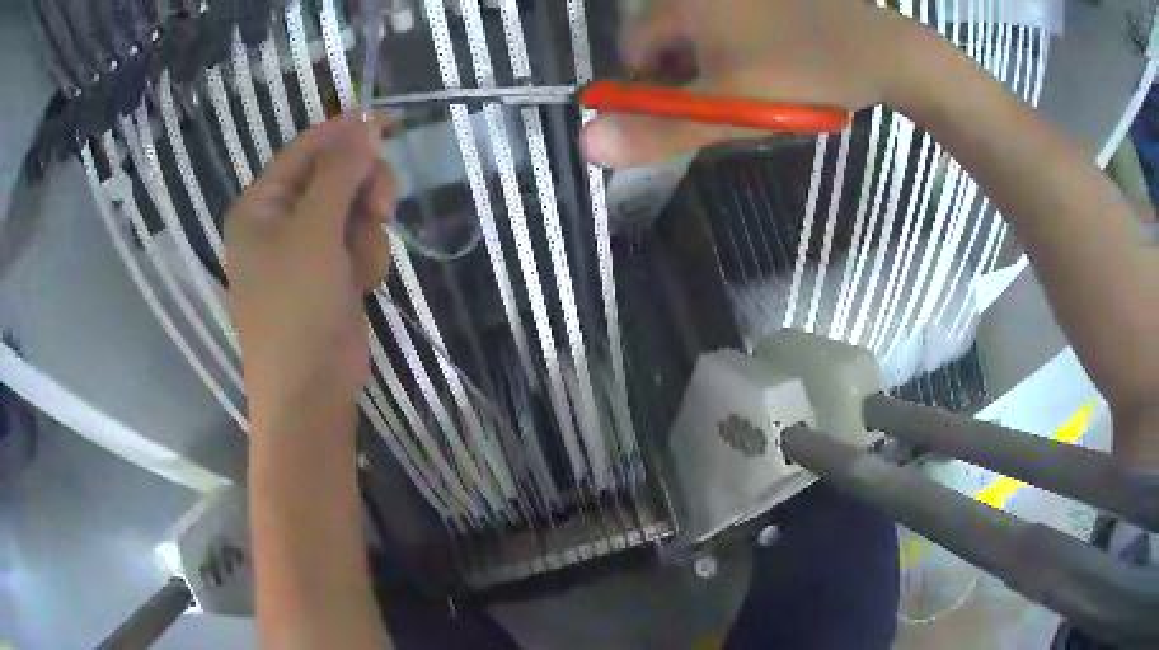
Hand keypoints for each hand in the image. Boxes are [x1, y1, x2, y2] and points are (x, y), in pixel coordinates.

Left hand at [225, 112, 395, 435]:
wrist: (310, 392)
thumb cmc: (296, 309)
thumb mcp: (315, 232)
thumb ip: (340, 172)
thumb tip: (365, 121)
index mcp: (261, 205)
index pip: (306, 149)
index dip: (346, 132)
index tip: (389, 121)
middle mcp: (280, 221)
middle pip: (335, 175)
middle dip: (362, 189)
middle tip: (380, 207)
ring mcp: (306, 248)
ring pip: (355, 209)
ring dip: (367, 232)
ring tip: (360, 266)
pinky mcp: (330, 272)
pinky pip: (360, 241)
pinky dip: (367, 258)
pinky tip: (361, 285)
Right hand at [583, 0, 925, 167]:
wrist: (883, 51)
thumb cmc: (802, 73)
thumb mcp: (729, 107)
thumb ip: (658, 130)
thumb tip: (586, 144)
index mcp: (681, 3)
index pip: (633, 46)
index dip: (651, 85)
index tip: (690, 108)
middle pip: (667, 34)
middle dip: (685, 70)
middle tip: (727, 95)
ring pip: (702, 27)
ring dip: (714, 57)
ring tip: (756, 79)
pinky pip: (735, 18)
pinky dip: (741, 40)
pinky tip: (775, 57)